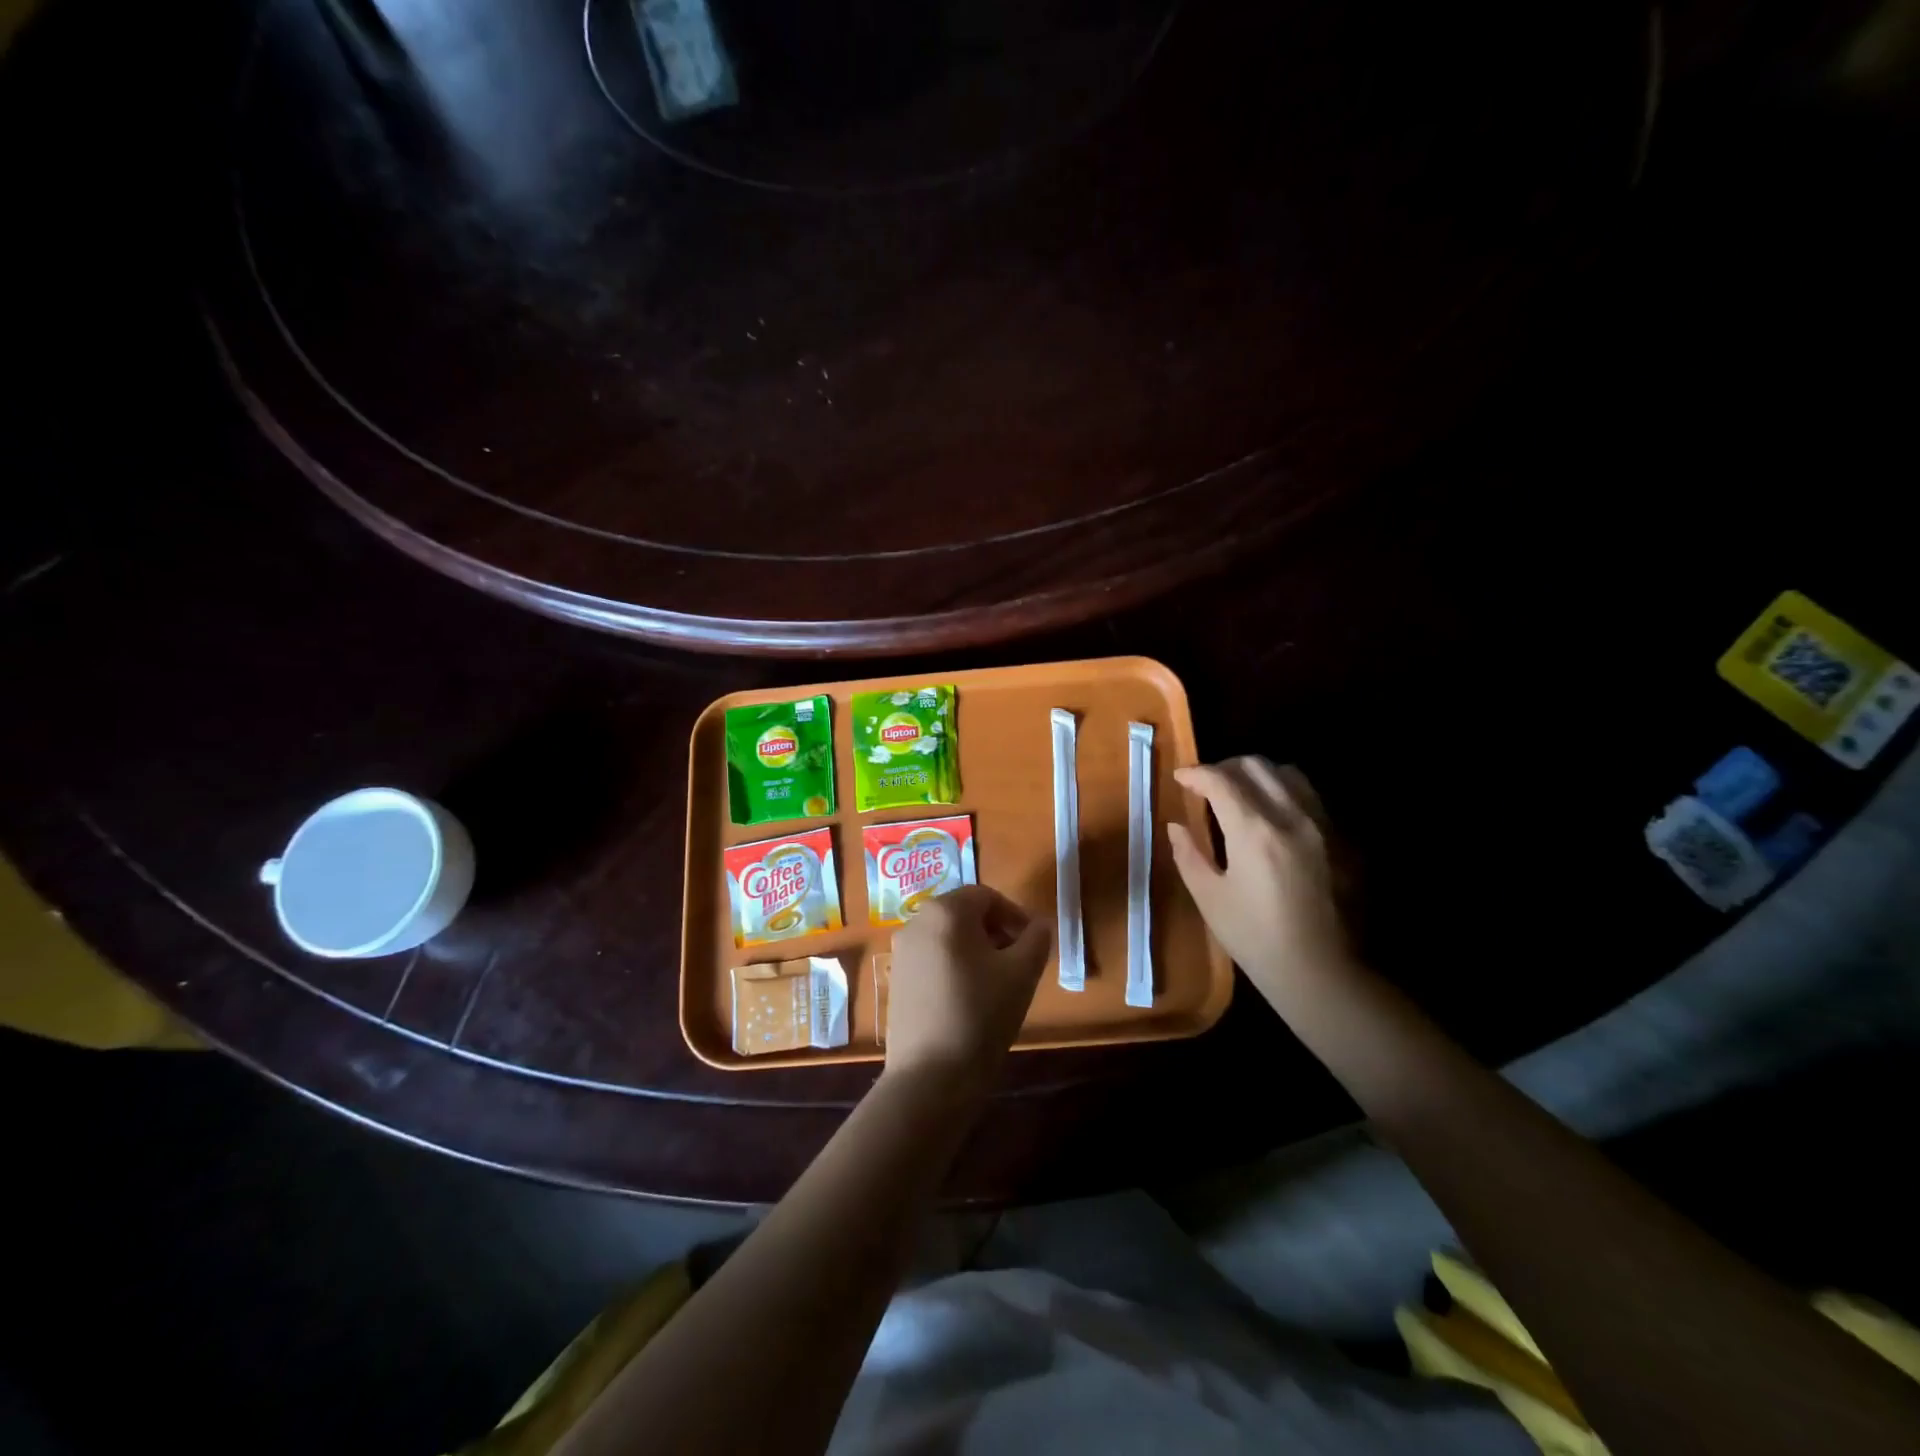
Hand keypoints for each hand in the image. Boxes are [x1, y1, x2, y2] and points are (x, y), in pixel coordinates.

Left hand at [884, 884, 1051, 1095]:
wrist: (930, 1076)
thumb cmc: (981, 1014)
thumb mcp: (1022, 973)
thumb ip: (1036, 940)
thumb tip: (1039, 926)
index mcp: (946, 911)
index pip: (987, 896)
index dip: (1014, 915)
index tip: (1033, 944)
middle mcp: (916, 921)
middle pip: (964, 913)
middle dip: (995, 932)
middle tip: (1018, 963)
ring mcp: (901, 952)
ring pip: (947, 937)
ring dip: (976, 950)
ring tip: (997, 984)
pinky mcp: (895, 979)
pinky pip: (932, 959)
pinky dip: (954, 967)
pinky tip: (969, 1001)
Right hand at [1168, 758, 1355, 1003]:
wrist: (1321, 972)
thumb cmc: (1255, 938)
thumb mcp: (1209, 898)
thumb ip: (1188, 855)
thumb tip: (1176, 826)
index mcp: (1254, 831)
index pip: (1220, 780)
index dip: (1195, 774)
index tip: (1180, 778)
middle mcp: (1291, 816)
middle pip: (1256, 766)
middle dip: (1225, 767)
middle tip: (1207, 785)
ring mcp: (1322, 825)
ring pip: (1288, 773)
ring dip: (1258, 775)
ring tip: (1242, 793)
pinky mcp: (1342, 839)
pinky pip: (1310, 797)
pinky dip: (1285, 793)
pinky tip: (1273, 818)